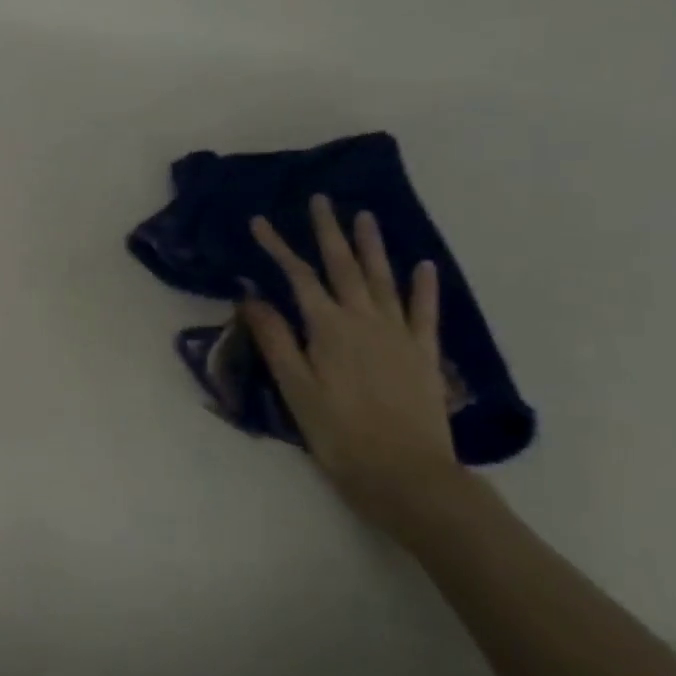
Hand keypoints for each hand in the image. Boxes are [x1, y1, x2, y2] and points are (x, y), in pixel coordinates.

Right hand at [241, 195, 471, 546]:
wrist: (407, 475)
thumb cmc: (339, 434)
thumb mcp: (295, 389)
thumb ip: (276, 339)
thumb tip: (252, 296)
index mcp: (328, 329)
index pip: (297, 277)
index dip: (277, 247)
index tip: (259, 222)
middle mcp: (364, 321)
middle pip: (343, 267)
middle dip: (328, 232)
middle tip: (321, 200)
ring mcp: (399, 335)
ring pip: (383, 279)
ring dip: (372, 246)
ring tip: (365, 216)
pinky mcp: (424, 354)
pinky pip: (424, 311)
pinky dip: (424, 286)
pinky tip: (423, 265)